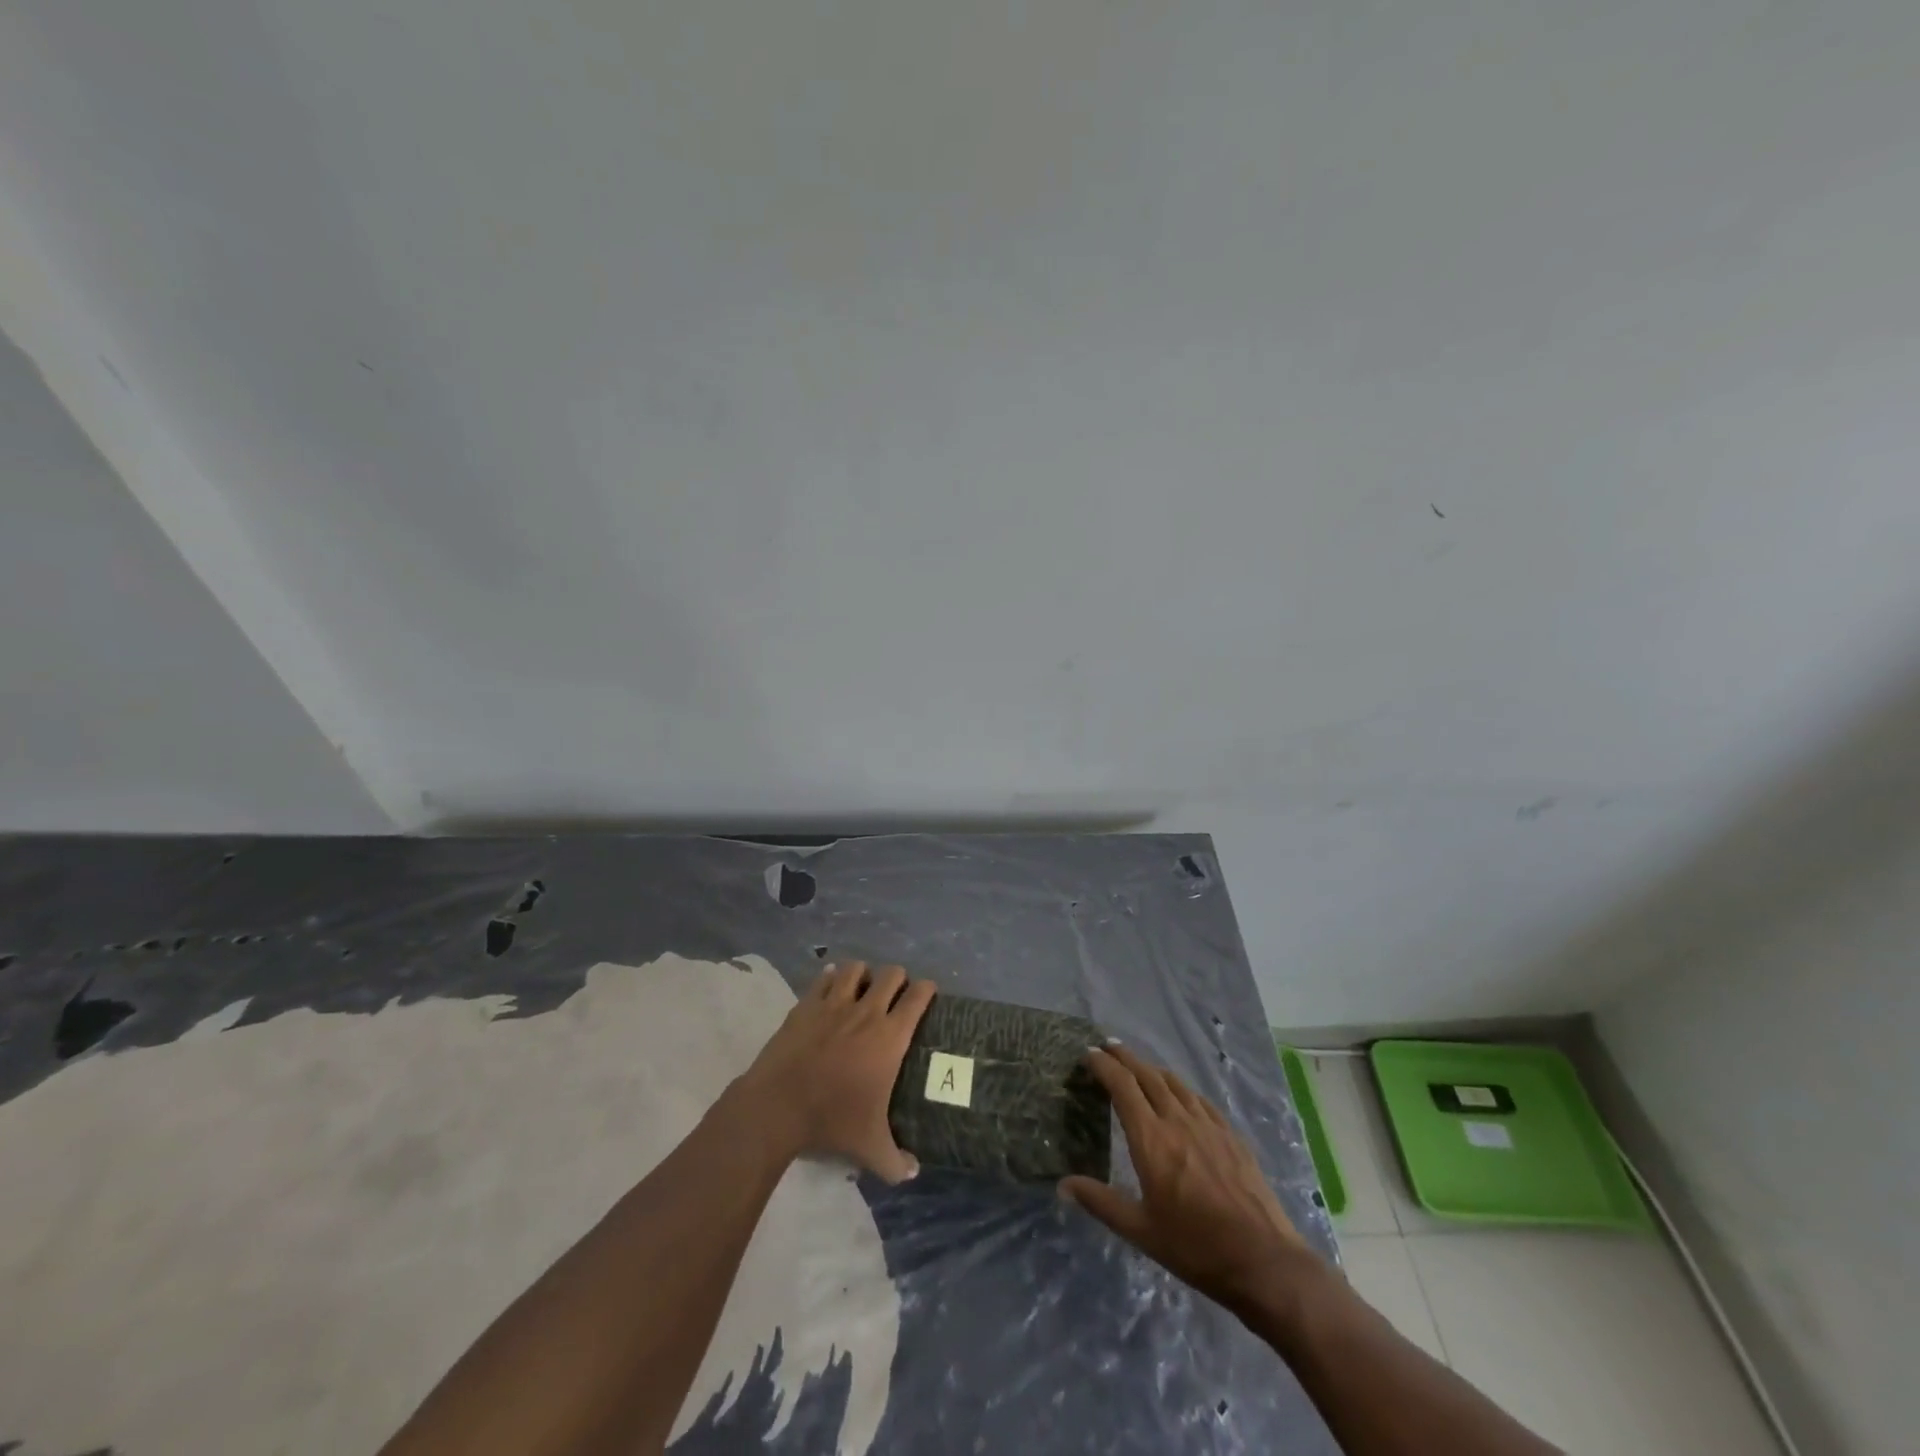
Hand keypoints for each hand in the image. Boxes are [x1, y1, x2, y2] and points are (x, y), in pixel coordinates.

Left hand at [734, 961, 935, 1183]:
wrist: (778, 1106)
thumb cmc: (831, 1120)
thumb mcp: (869, 1147)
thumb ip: (896, 1161)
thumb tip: (914, 1172)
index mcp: (889, 1037)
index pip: (918, 997)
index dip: (927, 990)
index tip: (928, 994)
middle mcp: (867, 1012)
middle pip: (891, 974)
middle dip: (898, 978)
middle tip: (895, 994)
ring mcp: (834, 1004)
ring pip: (857, 969)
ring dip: (864, 974)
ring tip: (863, 988)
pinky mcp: (807, 1004)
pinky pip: (825, 977)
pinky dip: (832, 978)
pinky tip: (833, 987)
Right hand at [1060, 1044, 1313, 1310]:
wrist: (1263, 1260)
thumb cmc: (1195, 1247)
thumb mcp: (1141, 1231)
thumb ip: (1101, 1202)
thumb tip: (1062, 1185)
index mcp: (1151, 1139)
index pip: (1122, 1087)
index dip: (1104, 1066)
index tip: (1088, 1055)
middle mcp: (1177, 1121)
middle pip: (1147, 1075)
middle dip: (1125, 1057)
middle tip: (1108, 1047)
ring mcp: (1208, 1125)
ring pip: (1174, 1083)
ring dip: (1152, 1069)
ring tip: (1139, 1067)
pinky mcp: (1231, 1135)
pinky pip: (1199, 1100)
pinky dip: (1181, 1089)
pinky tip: (1181, 1096)